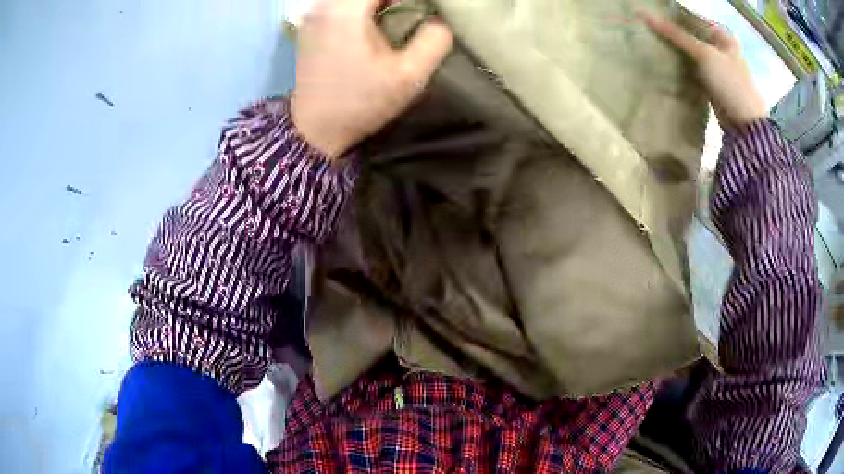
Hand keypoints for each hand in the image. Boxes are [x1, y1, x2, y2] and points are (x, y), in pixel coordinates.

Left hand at [291, 0, 453, 157]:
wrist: (315, 129)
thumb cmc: (361, 102)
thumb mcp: (409, 76)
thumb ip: (434, 40)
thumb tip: (440, 21)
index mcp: (346, 9)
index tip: (427, 10)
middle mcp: (323, 4)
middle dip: (397, 0)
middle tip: (414, 14)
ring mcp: (313, 13)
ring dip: (381, 3)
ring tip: (399, 18)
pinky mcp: (310, 24)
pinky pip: (342, 3)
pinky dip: (365, 8)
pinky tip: (375, 24)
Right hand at [642, 13, 768, 130]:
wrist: (746, 126)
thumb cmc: (731, 84)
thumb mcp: (704, 54)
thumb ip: (676, 35)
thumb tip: (643, 14)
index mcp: (723, 36)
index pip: (692, 18)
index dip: (673, 16)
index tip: (651, 16)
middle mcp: (720, 48)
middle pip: (691, 35)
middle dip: (672, 34)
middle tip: (648, 30)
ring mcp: (717, 67)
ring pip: (690, 52)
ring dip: (675, 50)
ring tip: (652, 44)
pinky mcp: (712, 83)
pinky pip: (692, 69)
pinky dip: (681, 66)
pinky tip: (666, 63)